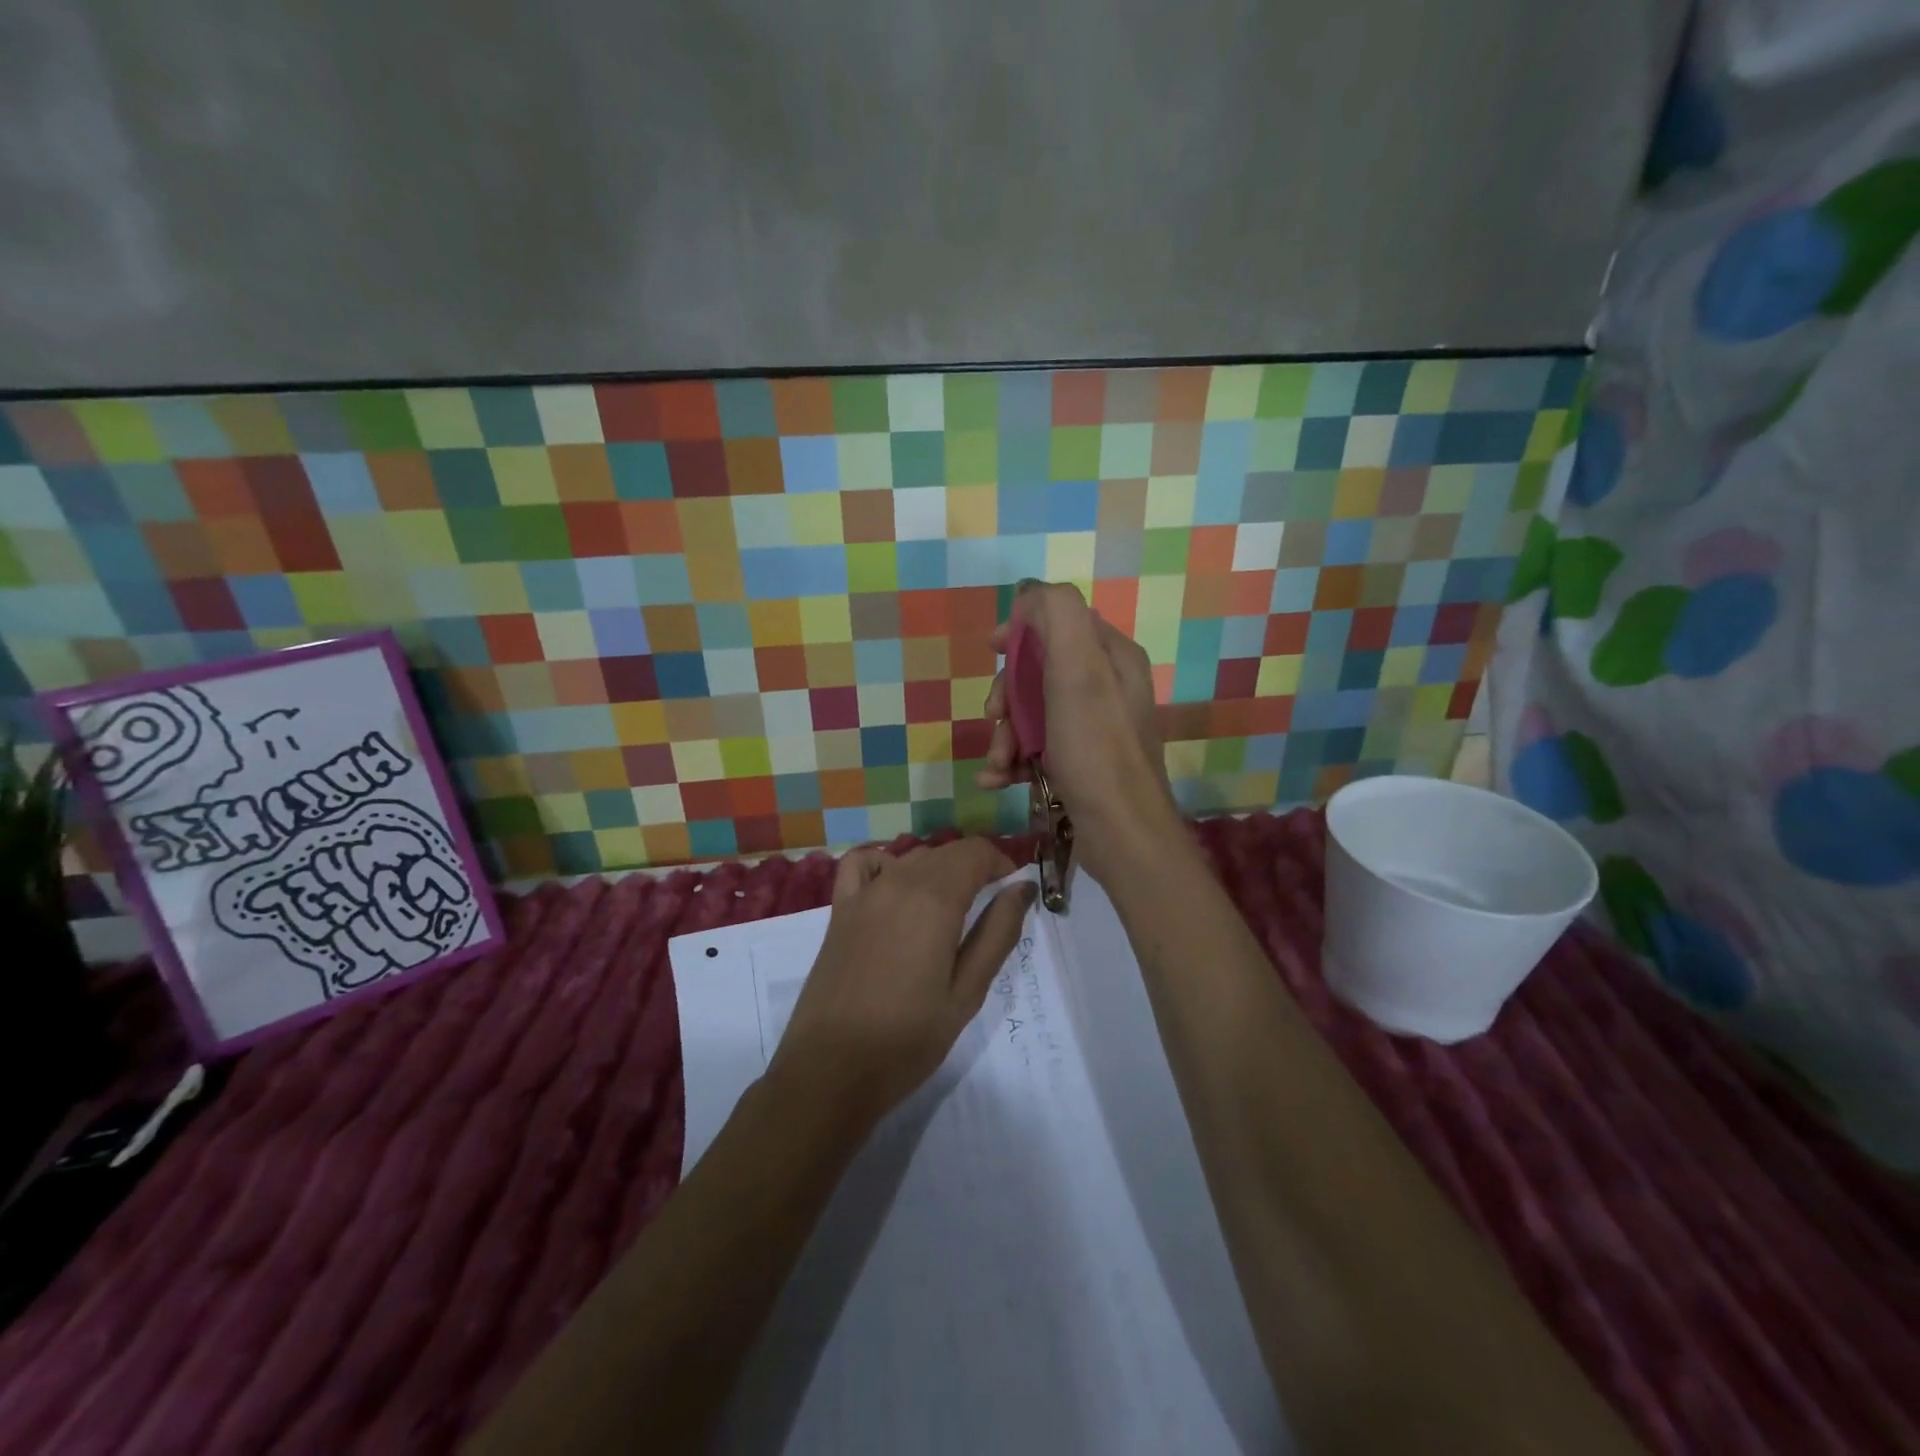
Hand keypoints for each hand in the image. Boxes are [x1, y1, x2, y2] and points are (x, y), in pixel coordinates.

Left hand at [769, 838, 1035, 1124]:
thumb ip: (998, 933)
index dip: (1001, 863)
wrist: (831, 1069)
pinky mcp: (839, 910)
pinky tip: (896, 887)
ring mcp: (864, 893)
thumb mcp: (967, 993)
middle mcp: (898, 882)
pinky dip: (886, 862)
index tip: (1014, 890)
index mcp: (934, 900)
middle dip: (975, 866)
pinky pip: (863, 863)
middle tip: (990, 903)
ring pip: (911, 857)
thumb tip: (1020, 889)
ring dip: (939, 867)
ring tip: (951, 905)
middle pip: (945, 851)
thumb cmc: (908, 1039)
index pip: (975, 852)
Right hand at [976, 582, 1178, 871]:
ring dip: (1005, 735)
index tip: (993, 650)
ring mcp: (1093, 727)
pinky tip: (996, 780)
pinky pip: (1037, 748)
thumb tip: (1031, 595)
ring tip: (997, 763)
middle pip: (1040, 670)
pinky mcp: (1081, 763)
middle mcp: (1106, 686)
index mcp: (1111, 656)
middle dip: (1008, 694)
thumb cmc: (1096, 749)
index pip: (1060, 621)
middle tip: (995, 718)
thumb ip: (1058, 617)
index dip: (1023, 630)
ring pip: (1032, 713)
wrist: (1121, 833)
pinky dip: (1013, 761)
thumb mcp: (1077, 671)